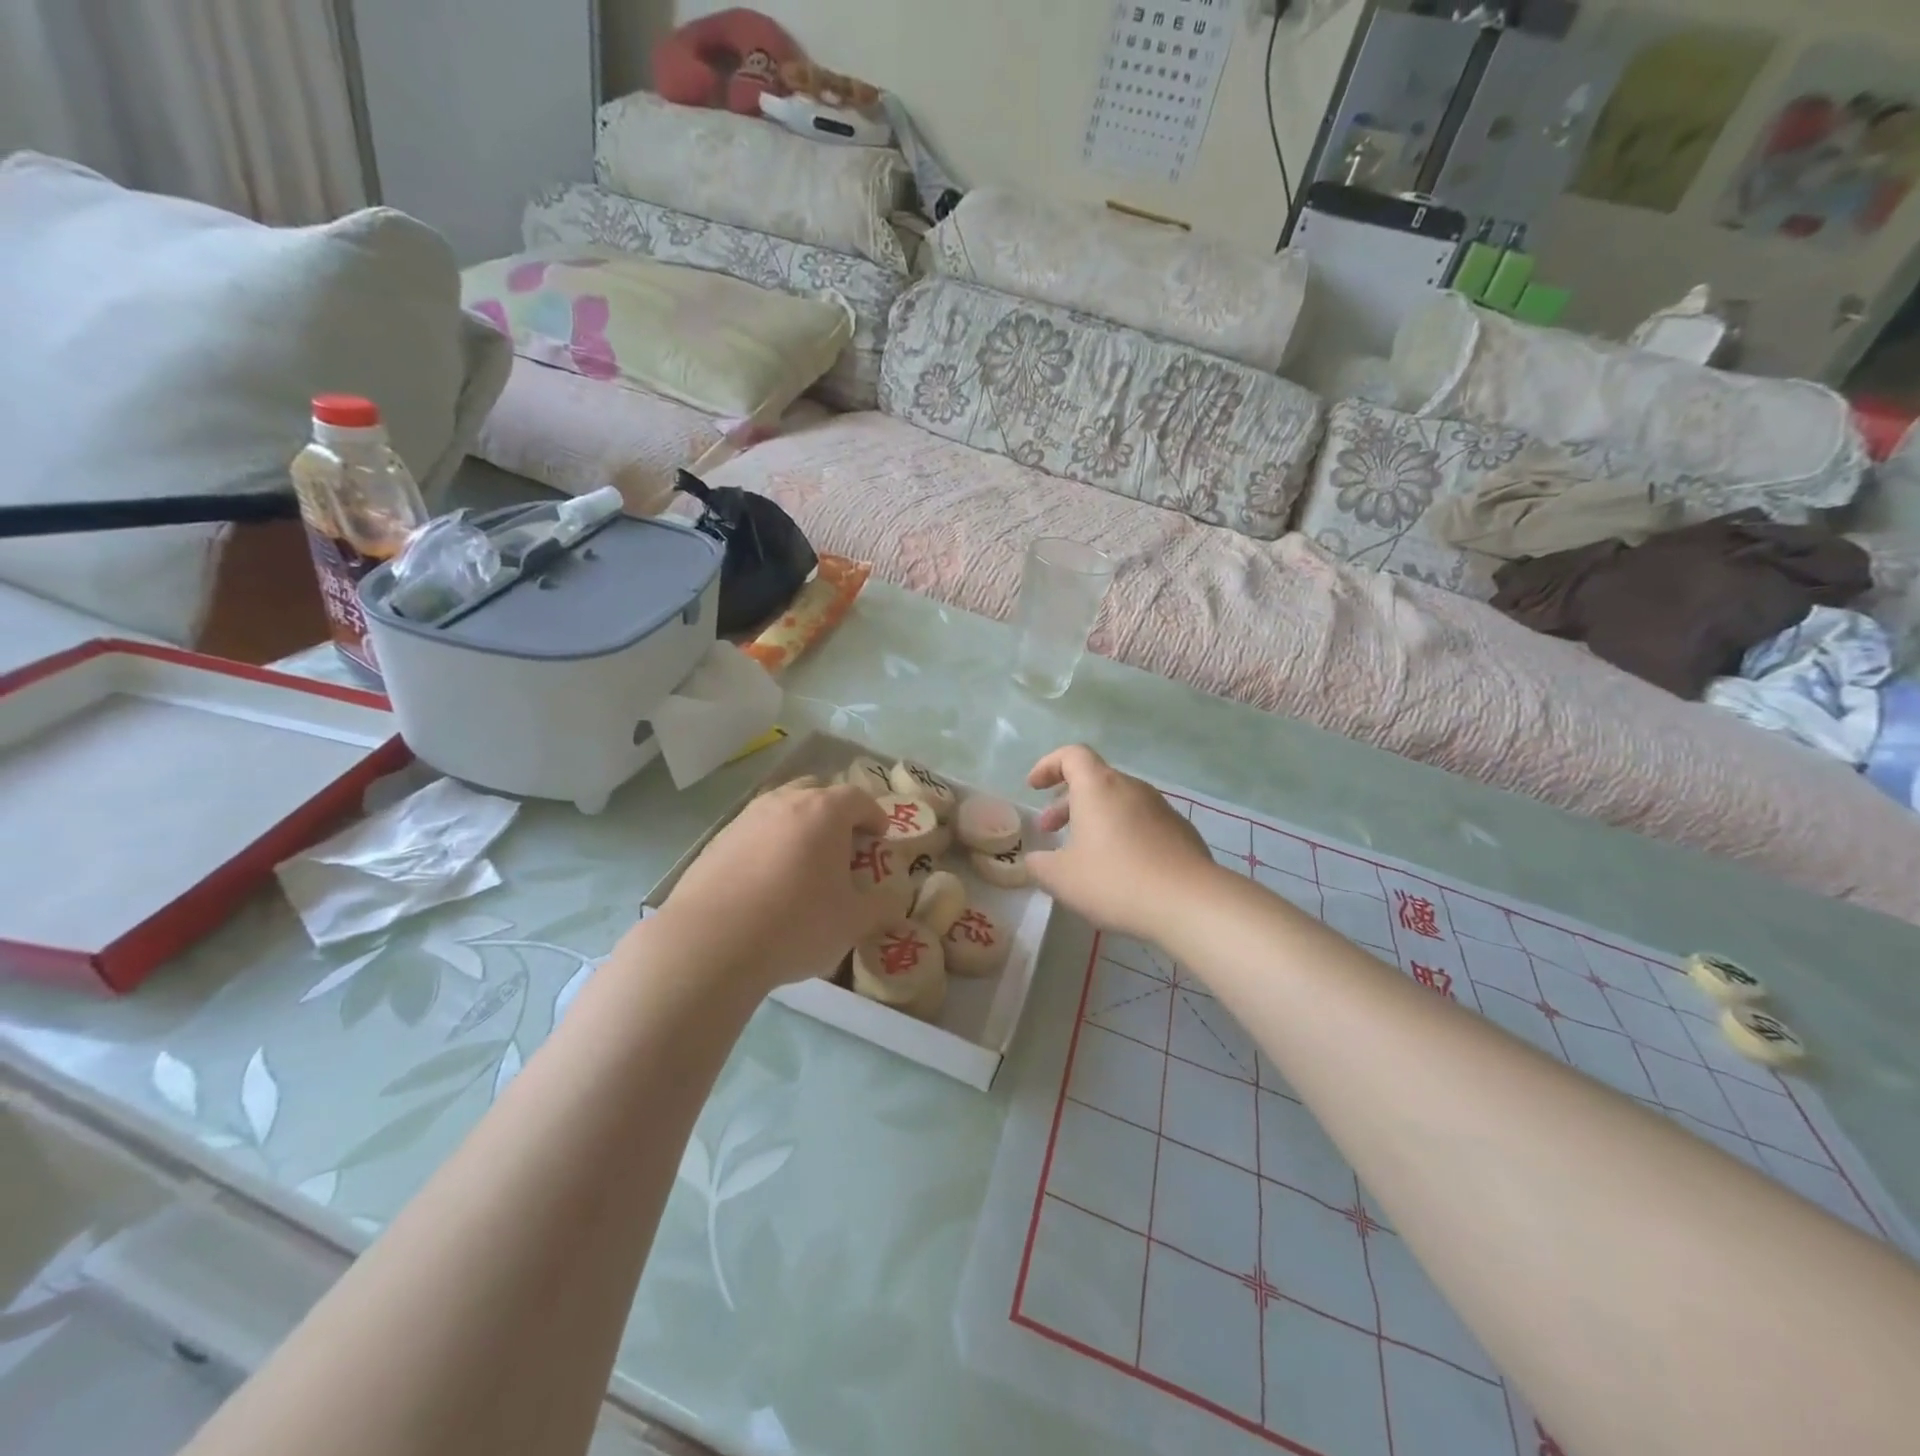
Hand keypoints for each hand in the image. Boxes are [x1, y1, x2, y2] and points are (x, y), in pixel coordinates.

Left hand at [652, 780, 890, 993]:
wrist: (709, 943)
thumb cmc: (795, 924)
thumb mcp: (852, 923)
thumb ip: (881, 907)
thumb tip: (895, 901)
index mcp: (824, 812)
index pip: (858, 797)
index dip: (874, 815)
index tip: (879, 837)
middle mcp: (785, 802)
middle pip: (817, 790)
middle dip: (835, 812)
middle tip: (842, 844)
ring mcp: (746, 818)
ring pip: (781, 807)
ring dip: (798, 824)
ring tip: (803, 861)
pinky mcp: (717, 840)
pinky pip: (754, 830)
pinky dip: (768, 843)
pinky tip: (765, 879)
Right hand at [1025, 746, 1215, 941]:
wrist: (1189, 902)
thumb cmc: (1116, 880)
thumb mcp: (1062, 878)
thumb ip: (1039, 866)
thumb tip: (1033, 861)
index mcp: (1099, 787)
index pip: (1072, 755)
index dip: (1048, 765)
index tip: (1034, 787)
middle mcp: (1131, 788)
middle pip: (1094, 780)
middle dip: (1067, 801)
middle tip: (1050, 829)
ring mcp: (1161, 808)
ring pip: (1118, 802)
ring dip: (1095, 818)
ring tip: (1083, 852)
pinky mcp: (1181, 831)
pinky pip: (1142, 822)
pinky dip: (1122, 833)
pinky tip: (1120, 868)